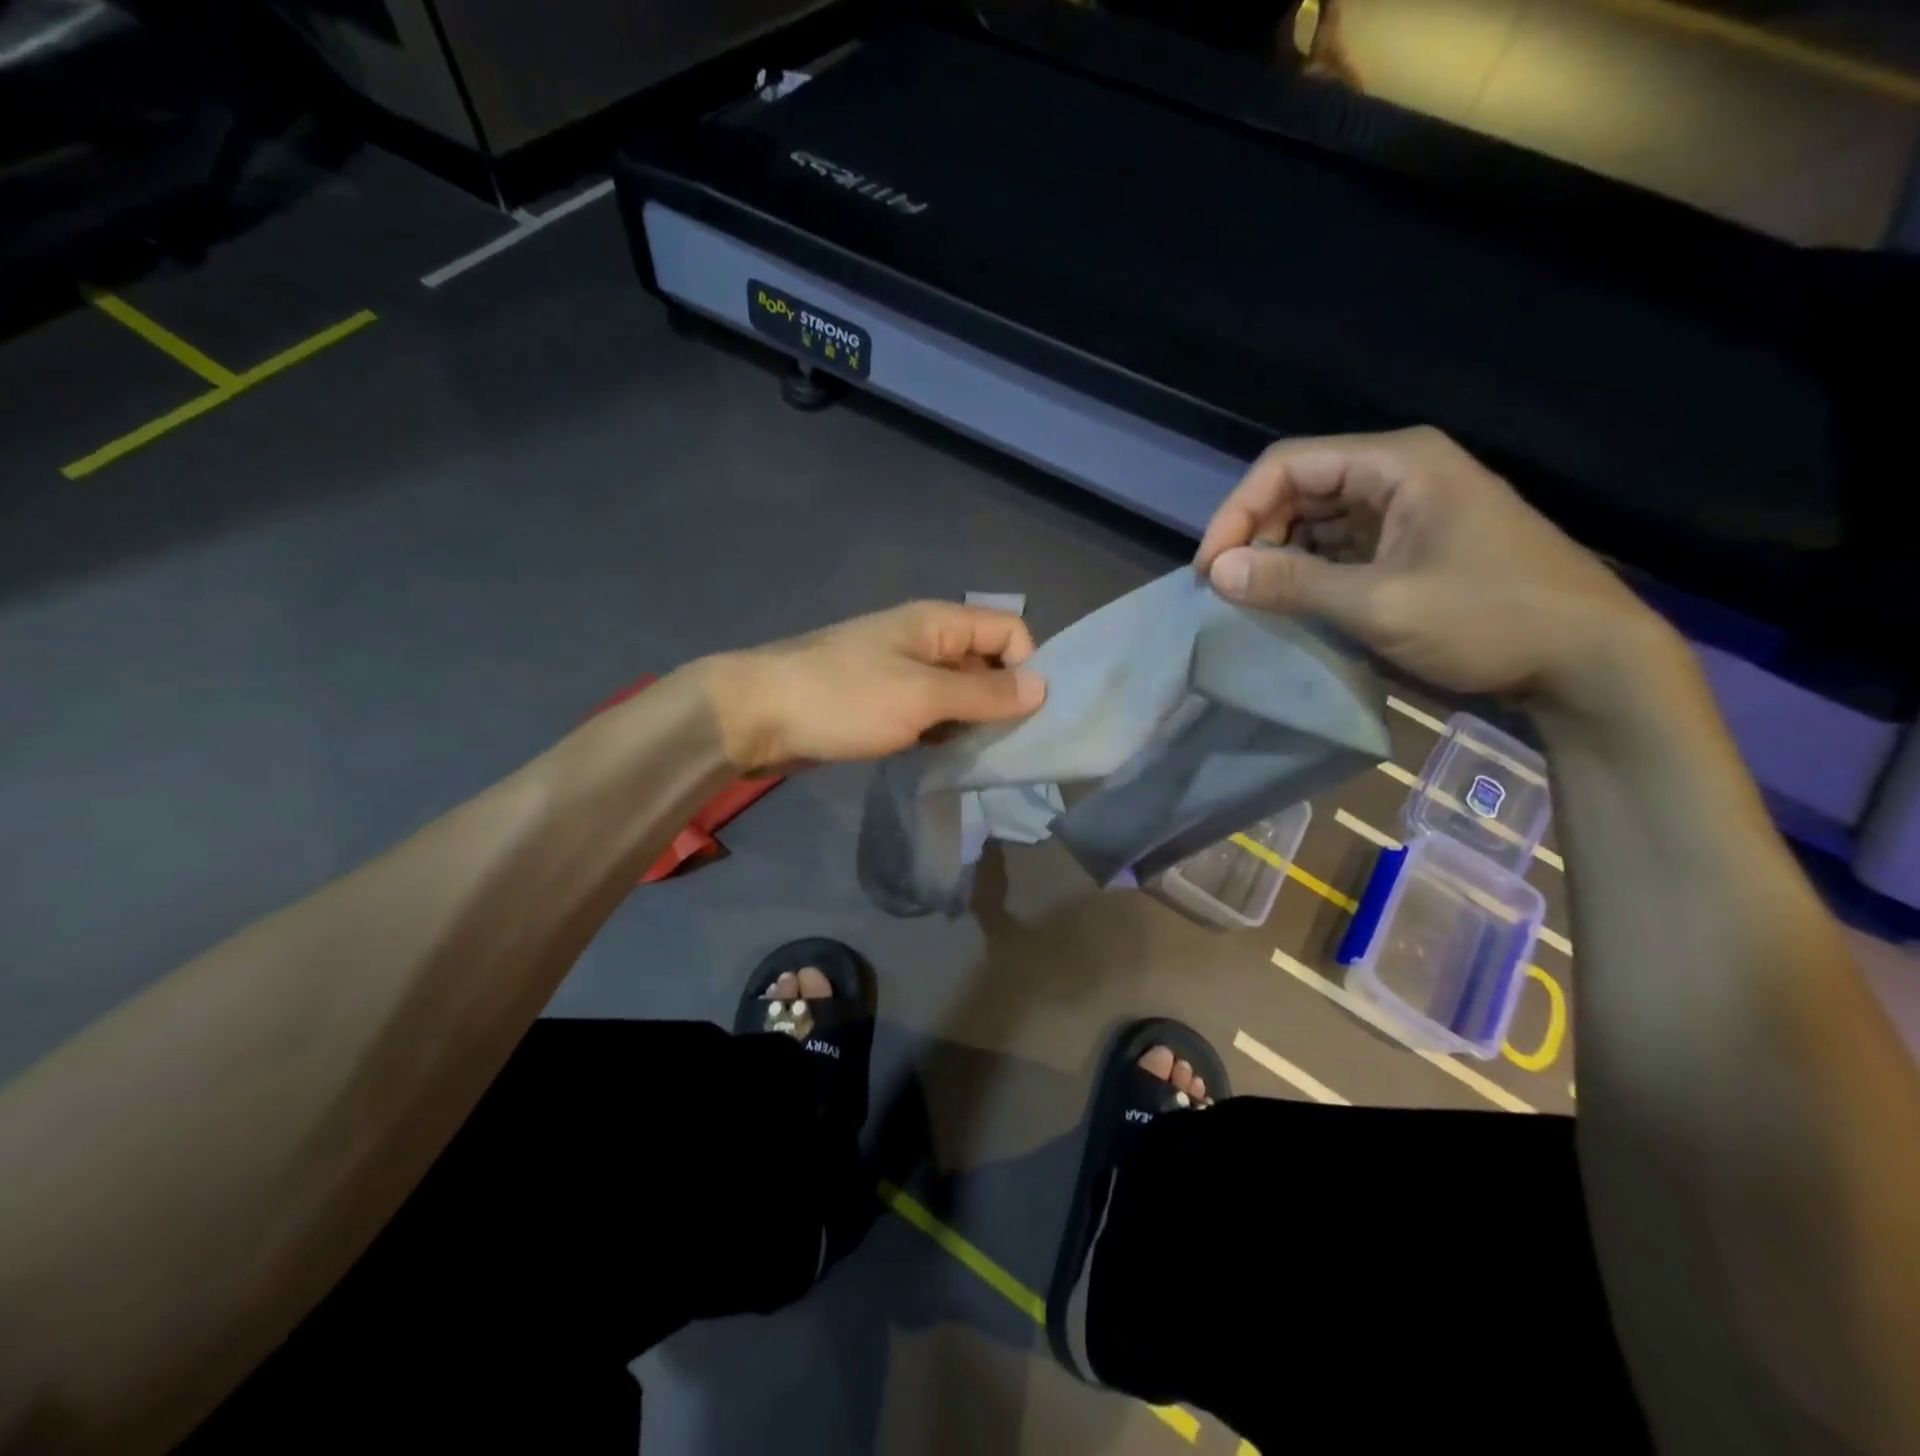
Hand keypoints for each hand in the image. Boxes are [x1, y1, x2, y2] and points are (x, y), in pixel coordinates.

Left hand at [702, 602, 1046, 771]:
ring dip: (971, 722)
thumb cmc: (844, 698)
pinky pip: (928, 713)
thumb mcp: (923, 697)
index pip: (1008, 629)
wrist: (756, 715)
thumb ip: (985, 694)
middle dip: (1001, 700)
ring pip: (957, 693)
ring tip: (975, 757)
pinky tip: (941, 759)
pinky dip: (941, 733)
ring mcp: (900, 672)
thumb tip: (1043, 687)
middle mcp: (924, 641)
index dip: (1026, 666)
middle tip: (1006, 747)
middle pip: (985, 662)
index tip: (1024, 715)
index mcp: (938, 623)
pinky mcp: (880, 703)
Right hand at [1195, 427, 1677, 711]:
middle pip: (1300, 488)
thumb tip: (1217, 572)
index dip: (1238, 512)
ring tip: (1253, 598)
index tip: (1211, 569)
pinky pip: (1342, 546)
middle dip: (1256, 533)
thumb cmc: (1489, 618)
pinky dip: (1310, 570)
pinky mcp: (1414, 544)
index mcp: (1397, 464)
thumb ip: (1293, 584)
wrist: (1588, 658)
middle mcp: (1400, 473)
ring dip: (1280, 554)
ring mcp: (1409, 509)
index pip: (1288, 465)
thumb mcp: (1380, 603)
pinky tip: (1293, 601)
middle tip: (1228, 588)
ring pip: (1318, 519)